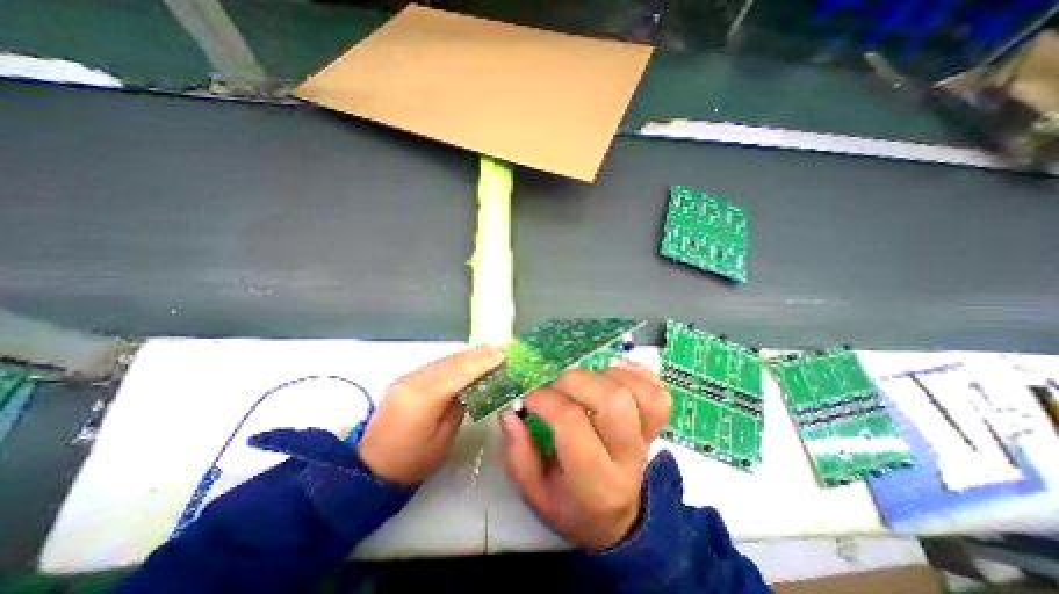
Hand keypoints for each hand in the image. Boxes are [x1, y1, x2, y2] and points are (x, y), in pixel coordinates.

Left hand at [356, 343, 504, 485]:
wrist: (368, 468)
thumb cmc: (412, 462)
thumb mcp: (443, 439)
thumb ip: (459, 406)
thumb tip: (474, 386)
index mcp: (423, 399)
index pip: (458, 373)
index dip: (482, 362)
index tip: (502, 355)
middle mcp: (413, 381)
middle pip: (451, 362)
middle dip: (477, 355)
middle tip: (500, 350)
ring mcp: (406, 377)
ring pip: (443, 360)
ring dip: (467, 355)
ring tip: (488, 352)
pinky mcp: (404, 379)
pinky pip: (435, 365)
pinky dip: (454, 361)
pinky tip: (467, 361)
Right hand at [499, 362, 664, 552]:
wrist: (618, 521)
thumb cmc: (572, 506)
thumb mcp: (535, 493)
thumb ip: (518, 454)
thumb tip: (511, 412)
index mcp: (594, 482)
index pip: (572, 424)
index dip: (546, 401)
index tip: (529, 398)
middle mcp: (628, 459)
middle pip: (613, 402)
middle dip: (576, 381)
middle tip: (558, 385)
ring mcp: (649, 440)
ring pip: (641, 394)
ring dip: (608, 375)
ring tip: (587, 380)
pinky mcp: (657, 427)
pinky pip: (658, 392)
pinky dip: (637, 373)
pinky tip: (613, 372)